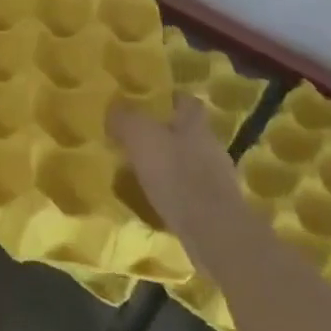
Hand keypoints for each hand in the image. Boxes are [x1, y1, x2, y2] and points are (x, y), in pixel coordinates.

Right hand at [108, 94, 243, 246]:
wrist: (213, 232)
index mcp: (194, 123)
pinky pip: (189, 190)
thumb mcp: (141, 137)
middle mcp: (209, 145)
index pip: (186, 100)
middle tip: (135, 138)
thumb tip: (114, 107)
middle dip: (164, 133)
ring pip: (187, 161)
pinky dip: (173, 191)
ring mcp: (216, 177)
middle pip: (187, 131)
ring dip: (168, 164)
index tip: (149, 103)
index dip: (169, 99)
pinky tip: (154, 199)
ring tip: (139, 171)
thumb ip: (125, 118)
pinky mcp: (215, 206)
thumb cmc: (176, 175)